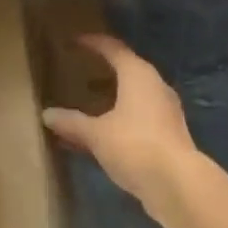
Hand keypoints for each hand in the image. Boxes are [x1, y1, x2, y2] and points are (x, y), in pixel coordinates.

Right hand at [43, 35, 198, 214]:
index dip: (93, 43)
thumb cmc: (134, 145)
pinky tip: (103, 133)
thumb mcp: (96, 134)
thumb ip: (72, 122)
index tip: (75, 41)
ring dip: (112, 97)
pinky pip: (139, 116)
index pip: (113, 48)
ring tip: (88, 102)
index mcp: (137, 74)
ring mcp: (166, 111)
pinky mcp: (169, 134)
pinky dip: (120, 118)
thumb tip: (47, 114)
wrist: (179, 186)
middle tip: (81, 70)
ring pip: (133, 95)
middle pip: (127, 69)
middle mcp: (155, 86)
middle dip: (103, 70)